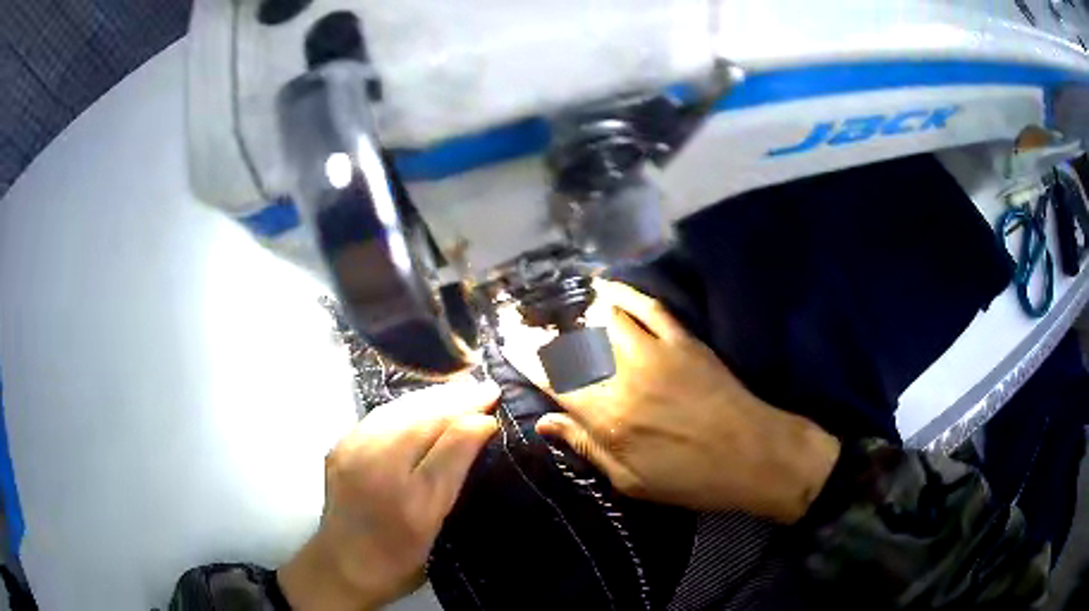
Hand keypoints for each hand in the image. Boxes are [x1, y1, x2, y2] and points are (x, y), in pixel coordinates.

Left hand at [279, 379, 499, 609]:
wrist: (340, 567)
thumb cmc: (398, 561)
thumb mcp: (436, 531)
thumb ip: (454, 479)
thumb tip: (480, 429)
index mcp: (411, 501)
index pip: (448, 444)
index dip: (473, 418)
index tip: (496, 400)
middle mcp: (379, 469)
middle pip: (421, 419)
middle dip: (456, 399)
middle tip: (485, 387)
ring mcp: (353, 453)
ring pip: (399, 410)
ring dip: (432, 397)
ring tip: (459, 390)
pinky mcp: (339, 447)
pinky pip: (379, 416)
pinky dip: (406, 406)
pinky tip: (420, 404)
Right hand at [536, 281, 839, 522]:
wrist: (753, 455)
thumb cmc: (690, 478)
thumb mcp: (630, 480)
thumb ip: (585, 445)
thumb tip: (543, 423)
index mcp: (607, 416)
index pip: (553, 377)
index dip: (526, 355)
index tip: (508, 338)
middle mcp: (624, 377)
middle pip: (574, 344)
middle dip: (545, 332)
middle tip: (528, 323)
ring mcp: (656, 352)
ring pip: (606, 319)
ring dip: (581, 313)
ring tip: (567, 312)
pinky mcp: (683, 340)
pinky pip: (648, 307)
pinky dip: (625, 295)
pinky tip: (609, 290)